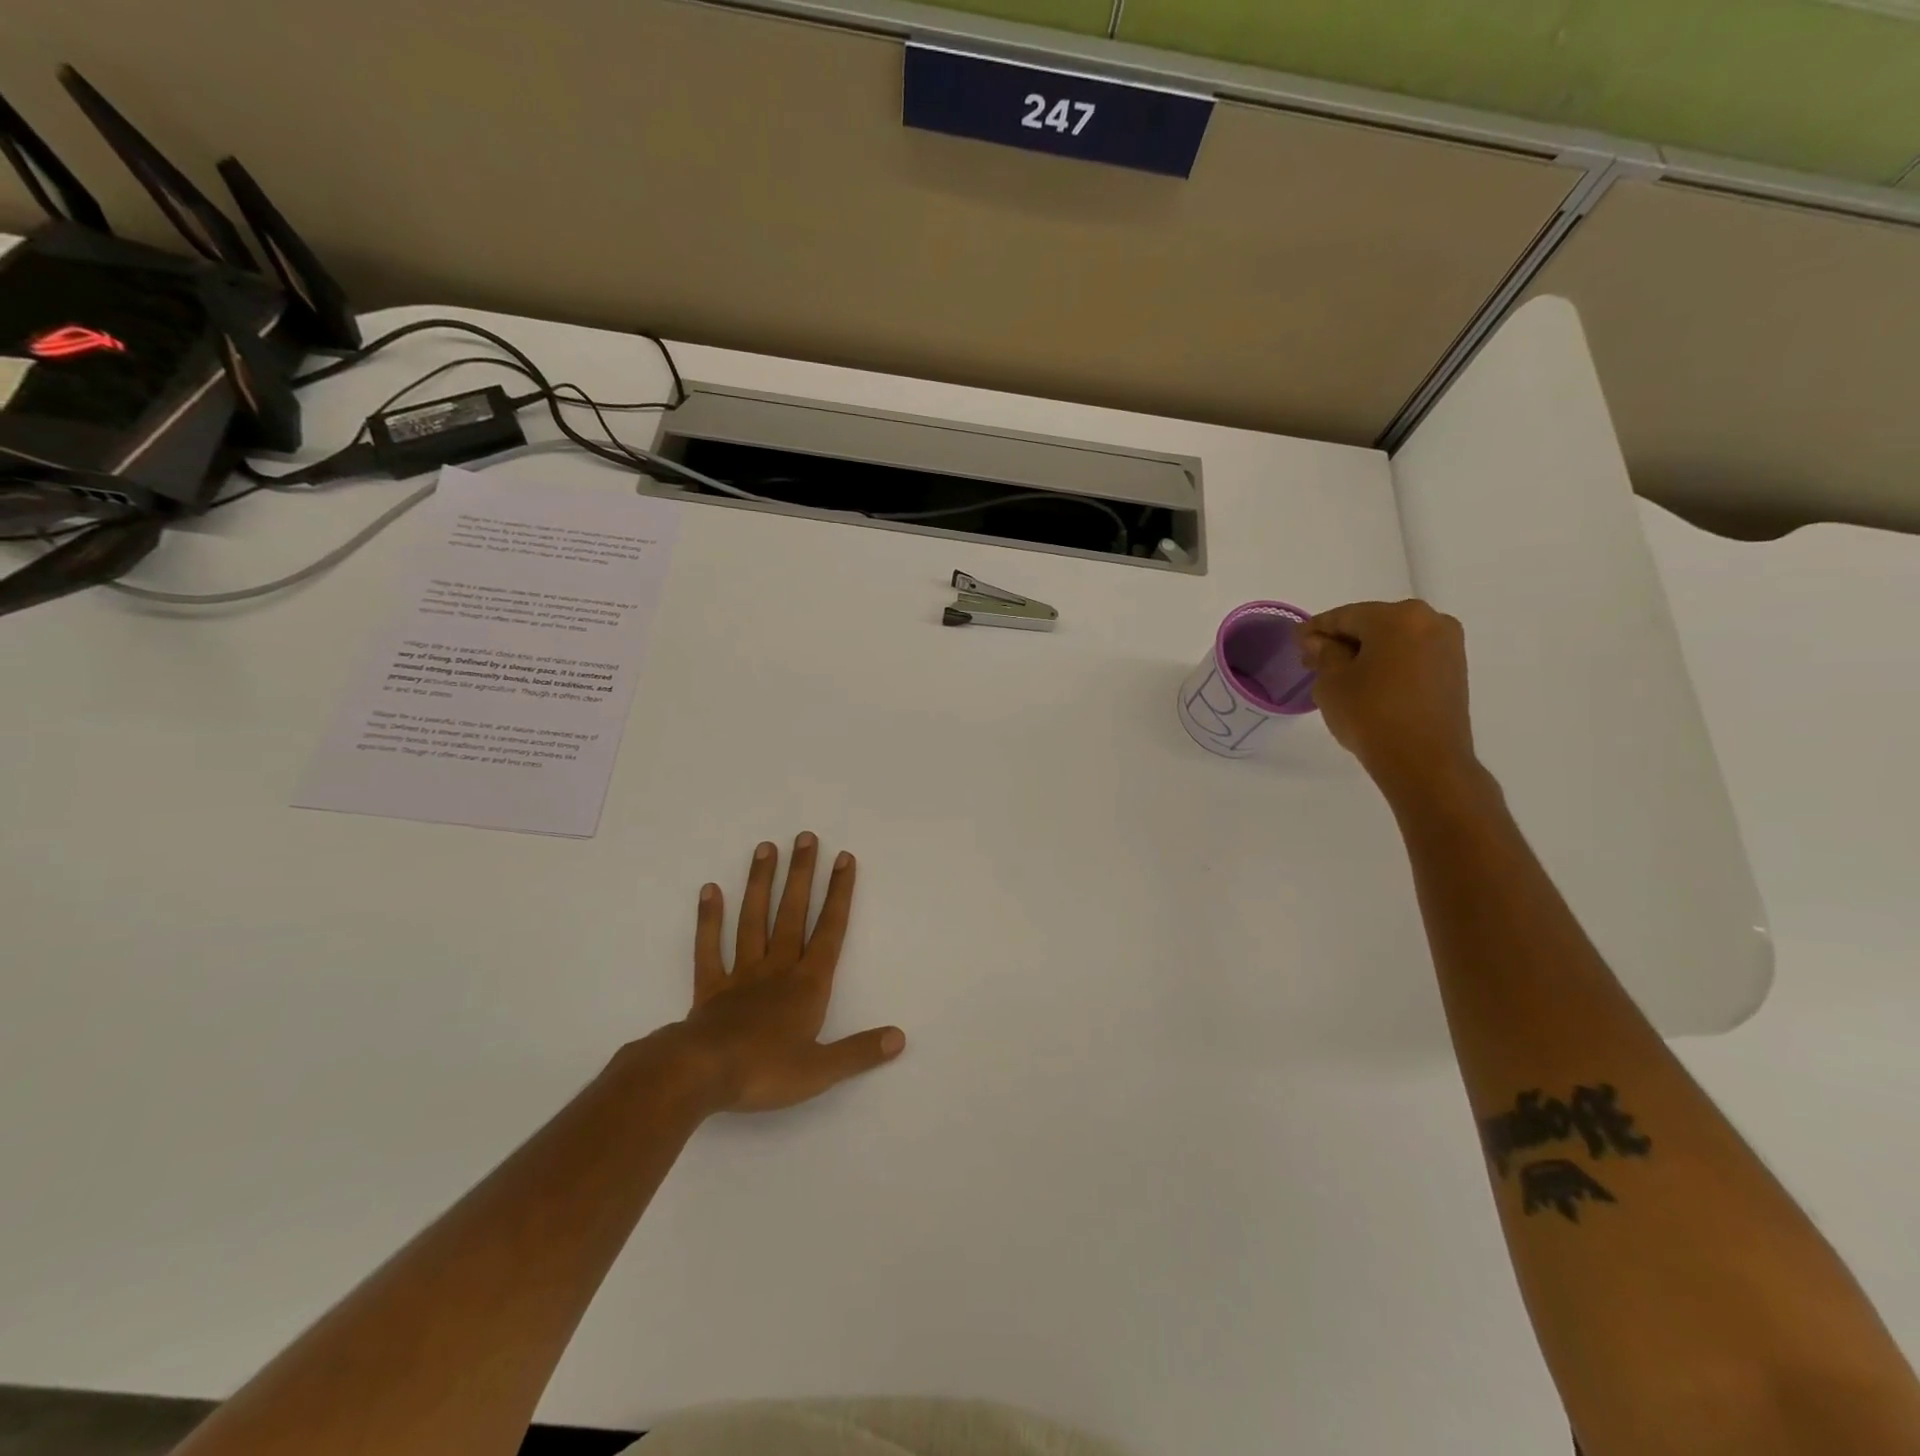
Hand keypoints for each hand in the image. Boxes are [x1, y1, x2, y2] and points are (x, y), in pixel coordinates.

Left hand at [671, 833, 904, 1113]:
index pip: (829, 931)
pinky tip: (710, 890)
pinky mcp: (710, 988)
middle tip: (805, 836)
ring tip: (765, 848)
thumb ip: (860, 1051)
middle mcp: (777, 969)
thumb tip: (900, 1037)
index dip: (839, 894)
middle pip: (792, 914)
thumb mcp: (821, 1070)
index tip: (844, 858)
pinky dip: (709, 919)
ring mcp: (741, 974)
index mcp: (807, 985)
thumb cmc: (765, 1071)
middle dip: (802, 875)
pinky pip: (709, 948)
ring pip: (753, 920)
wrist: (701, 1076)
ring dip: (761, 884)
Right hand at [1301, 600, 1479, 801]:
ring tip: (1339, 674)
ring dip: (1365, 652)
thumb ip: (1324, 654)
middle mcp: (1430, 621)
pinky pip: (1410, 656)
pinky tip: (1367, 682)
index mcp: (1398, 617)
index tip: (1296, 640)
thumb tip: (1320, 642)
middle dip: (1342, 640)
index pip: (1345, 616)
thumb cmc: (1370, 714)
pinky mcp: (1454, 670)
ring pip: (1394, 640)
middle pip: (1373, 624)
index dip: (1316, 628)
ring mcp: (1448, 645)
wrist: (1425, 761)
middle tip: (1314, 659)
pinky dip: (1387, 663)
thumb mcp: (1332, 682)